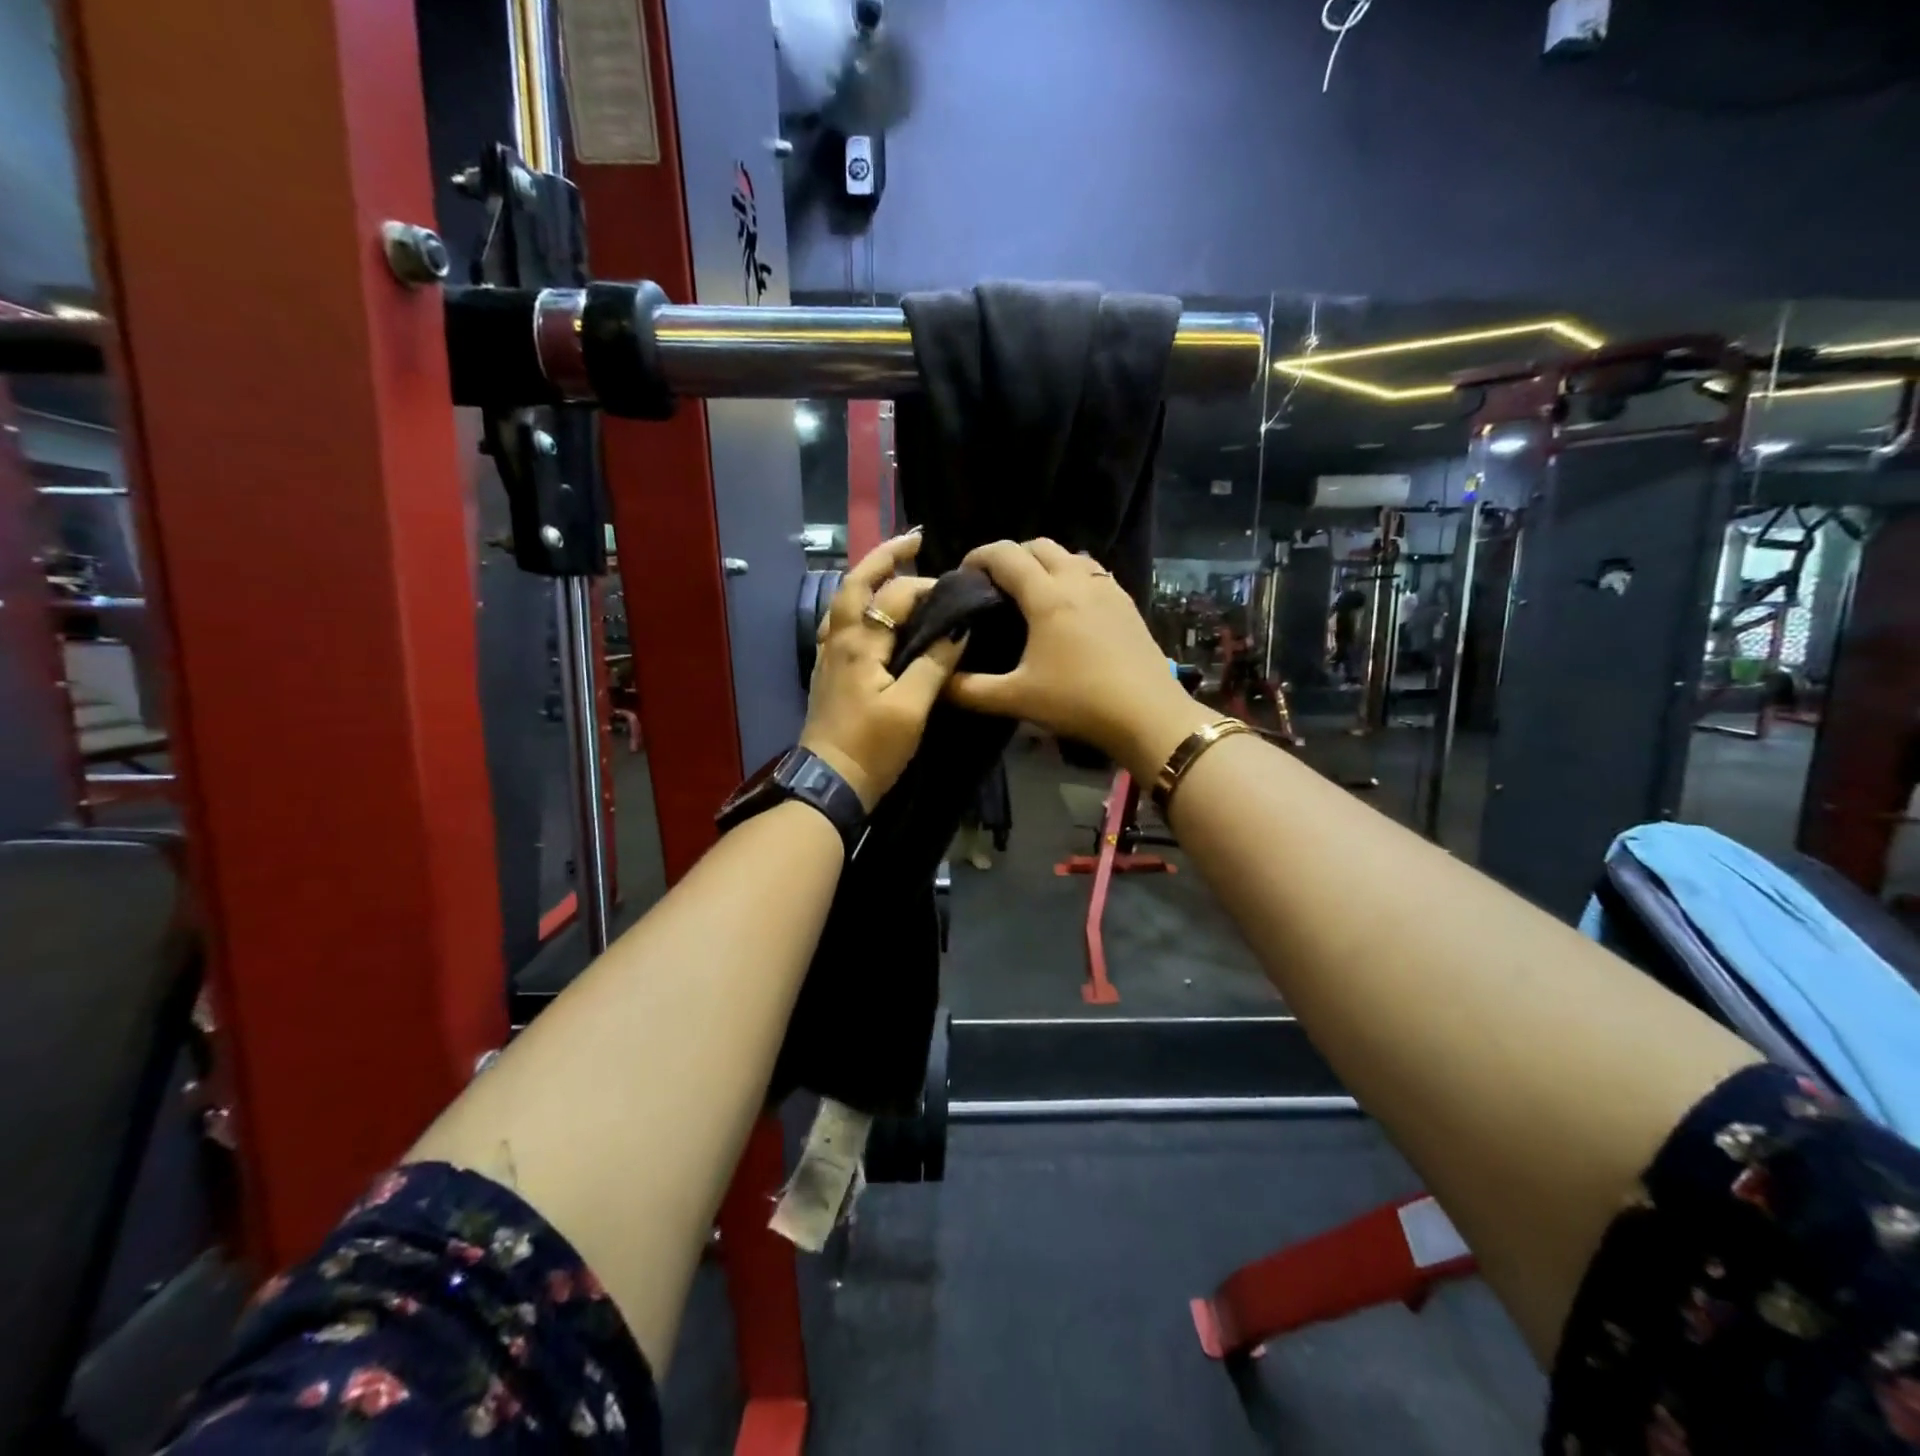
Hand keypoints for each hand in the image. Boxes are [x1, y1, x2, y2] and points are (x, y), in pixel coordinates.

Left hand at [799, 532, 967, 809]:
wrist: (829, 783)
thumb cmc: (872, 748)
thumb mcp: (911, 709)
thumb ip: (934, 664)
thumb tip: (959, 628)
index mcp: (859, 644)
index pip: (896, 597)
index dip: (928, 589)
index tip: (958, 591)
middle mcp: (838, 639)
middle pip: (856, 583)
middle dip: (885, 556)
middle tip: (915, 539)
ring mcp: (827, 655)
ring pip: (843, 601)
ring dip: (867, 576)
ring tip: (893, 567)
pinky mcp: (827, 671)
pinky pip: (838, 623)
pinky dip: (855, 604)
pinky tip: (868, 612)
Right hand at [946, 539, 1211, 778]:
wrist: (1148, 716)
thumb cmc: (1078, 702)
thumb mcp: (1017, 699)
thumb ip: (970, 690)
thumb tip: (936, 682)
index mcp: (1047, 596)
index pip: (1006, 555)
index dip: (979, 556)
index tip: (963, 573)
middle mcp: (1077, 581)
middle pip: (1039, 546)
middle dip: (1011, 555)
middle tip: (994, 583)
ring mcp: (1107, 589)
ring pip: (1070, 555)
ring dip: (1045, 562)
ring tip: (1030, 591)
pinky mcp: (1127, 603)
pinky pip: (1093, 573)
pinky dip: (1072, 575)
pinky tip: (1070, 605)